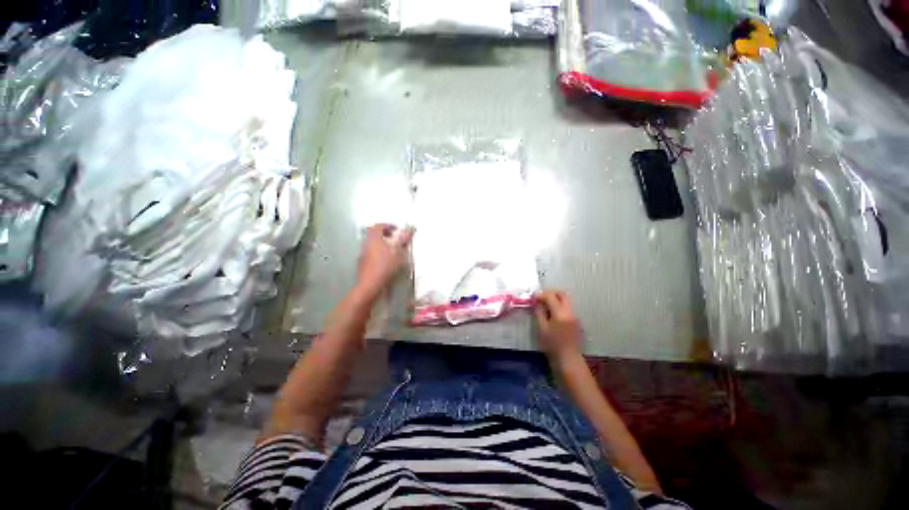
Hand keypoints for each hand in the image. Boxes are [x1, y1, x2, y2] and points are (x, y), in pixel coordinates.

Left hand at [356, 224, 413, 296]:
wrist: (370, 286)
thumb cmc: (384, 266)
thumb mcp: (398, 250)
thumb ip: (404, 238)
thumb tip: (411, 227)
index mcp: (373, 238)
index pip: (378, 226)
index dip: (388, 225)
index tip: (398, 229)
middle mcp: (366, 245)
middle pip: (375, 235)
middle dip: (386, 235)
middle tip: (396, 239)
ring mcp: (364, 256)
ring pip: (374, 246)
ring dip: (384, 245)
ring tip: (395, 251)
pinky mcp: (364, 266)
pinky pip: (373, 256)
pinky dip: (381, 255)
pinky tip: (388, 262)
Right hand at [534, 290, 582, 360]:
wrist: (568, 360)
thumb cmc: (552, 345)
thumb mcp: (541, 328)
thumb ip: (539, 312)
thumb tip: (537, 302)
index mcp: (560, 313)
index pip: (551, 296)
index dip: (541, 295)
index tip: (533, 298)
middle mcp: (569, 312)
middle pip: (562, 294)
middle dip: (551, 293)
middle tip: (541, 298)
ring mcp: (575, 316)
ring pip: (566, 300)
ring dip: (555, 299)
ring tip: (545, 306)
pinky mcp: (576, 321)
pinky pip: (567, 308)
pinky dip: (559, 306)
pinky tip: (551, 314)